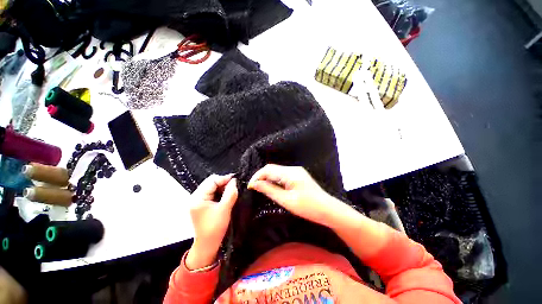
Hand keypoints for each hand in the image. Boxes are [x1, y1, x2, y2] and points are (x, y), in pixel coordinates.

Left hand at [186, 174, 237, 269]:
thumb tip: (234, 180)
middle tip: (234, 186)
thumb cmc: (216, 227)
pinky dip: (219, 192)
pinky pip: (211, 193)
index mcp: (198, 198)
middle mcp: (195, 197)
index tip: (236, 180)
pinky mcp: (201, 204)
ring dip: (222, 187)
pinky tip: (225, 195)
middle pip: (210, 182)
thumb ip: (230, 193)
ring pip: (212, 187)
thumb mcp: (225, 208)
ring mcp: (197, 200)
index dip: (224, 178)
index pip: (212, 181)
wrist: (208, 244)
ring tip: (231, 191)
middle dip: (223, 182)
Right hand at [248, 164, 342, 227]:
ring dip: (267, 179)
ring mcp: (296, 172)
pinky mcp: (298, 176)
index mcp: (290, 173)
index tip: (249, 187)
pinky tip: (272, 188)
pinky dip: (275, 180)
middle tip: (254, 188)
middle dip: (261, 177)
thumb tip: (255, 184)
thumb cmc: (308, 207)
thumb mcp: (286, 200)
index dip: (257, 176)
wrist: (328, 210)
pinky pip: (282, 175)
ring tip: (260, 189)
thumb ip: (269, 190)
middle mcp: (293, 169)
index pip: (268, 169)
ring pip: (276, 172)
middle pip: (272, 169)